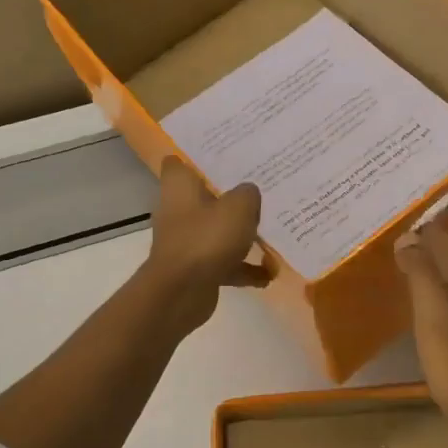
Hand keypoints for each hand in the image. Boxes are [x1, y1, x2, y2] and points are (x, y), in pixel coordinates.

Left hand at [142, 157, 269, 334]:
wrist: (181, 293)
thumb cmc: (206, 238)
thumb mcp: (239, 207)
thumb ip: (248, 194)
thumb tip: (249, 193)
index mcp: (179, 187)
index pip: (179, 163)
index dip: (197, 157)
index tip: (223, 155)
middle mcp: (178, 210)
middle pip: (204, 196)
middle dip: (229, 195)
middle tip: (258, 188)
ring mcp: (185, 241)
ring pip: (216, 230)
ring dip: (239, 235)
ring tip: (270, 232)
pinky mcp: (194, 268)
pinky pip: (223, 262)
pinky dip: (242, 268)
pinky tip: (268, 274)